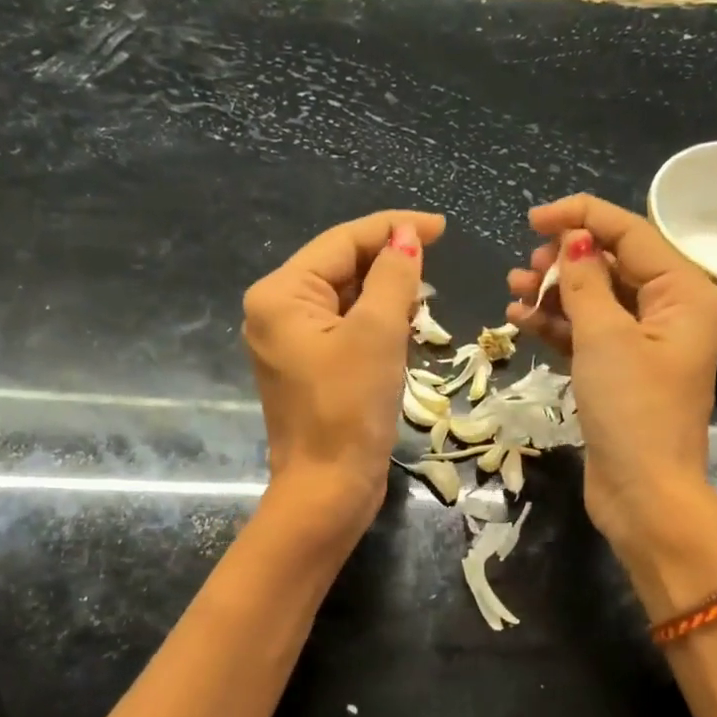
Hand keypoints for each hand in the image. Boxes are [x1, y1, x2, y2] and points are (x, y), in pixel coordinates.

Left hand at [243, 209, 444, 538]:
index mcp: (280, 294)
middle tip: (437, 264)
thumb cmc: (349, 408)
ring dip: (384, 293)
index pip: (341, 242)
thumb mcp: (377, 334)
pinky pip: (343, 328)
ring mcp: (289, 342)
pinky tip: (404, 325)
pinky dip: (374, 322)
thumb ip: (393, 277)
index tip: (441, 227)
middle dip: (388, 263)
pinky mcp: (307, 368)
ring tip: (425, 297)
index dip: (392, 229)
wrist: (328, 489)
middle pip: (339, 267)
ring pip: (344, 299)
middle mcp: (275, 311)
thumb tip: (406, 236)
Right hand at [506, 194, 716, 544]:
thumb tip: (572, 237)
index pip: (631, 233)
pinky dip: (557, 324)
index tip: (533, 219)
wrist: (643, 493)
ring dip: (555, 292)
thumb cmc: (632, 410)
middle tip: (525, 268)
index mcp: (684, 292)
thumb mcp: (605, 338)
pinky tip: (520, 318)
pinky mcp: (620, 372)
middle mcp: (670, 311)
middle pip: (613, 265)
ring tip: (514, 290)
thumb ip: (585, 282)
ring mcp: (644, 344)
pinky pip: (587, 333)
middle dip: (565, 261)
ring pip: (596, 300)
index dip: (582, 217)